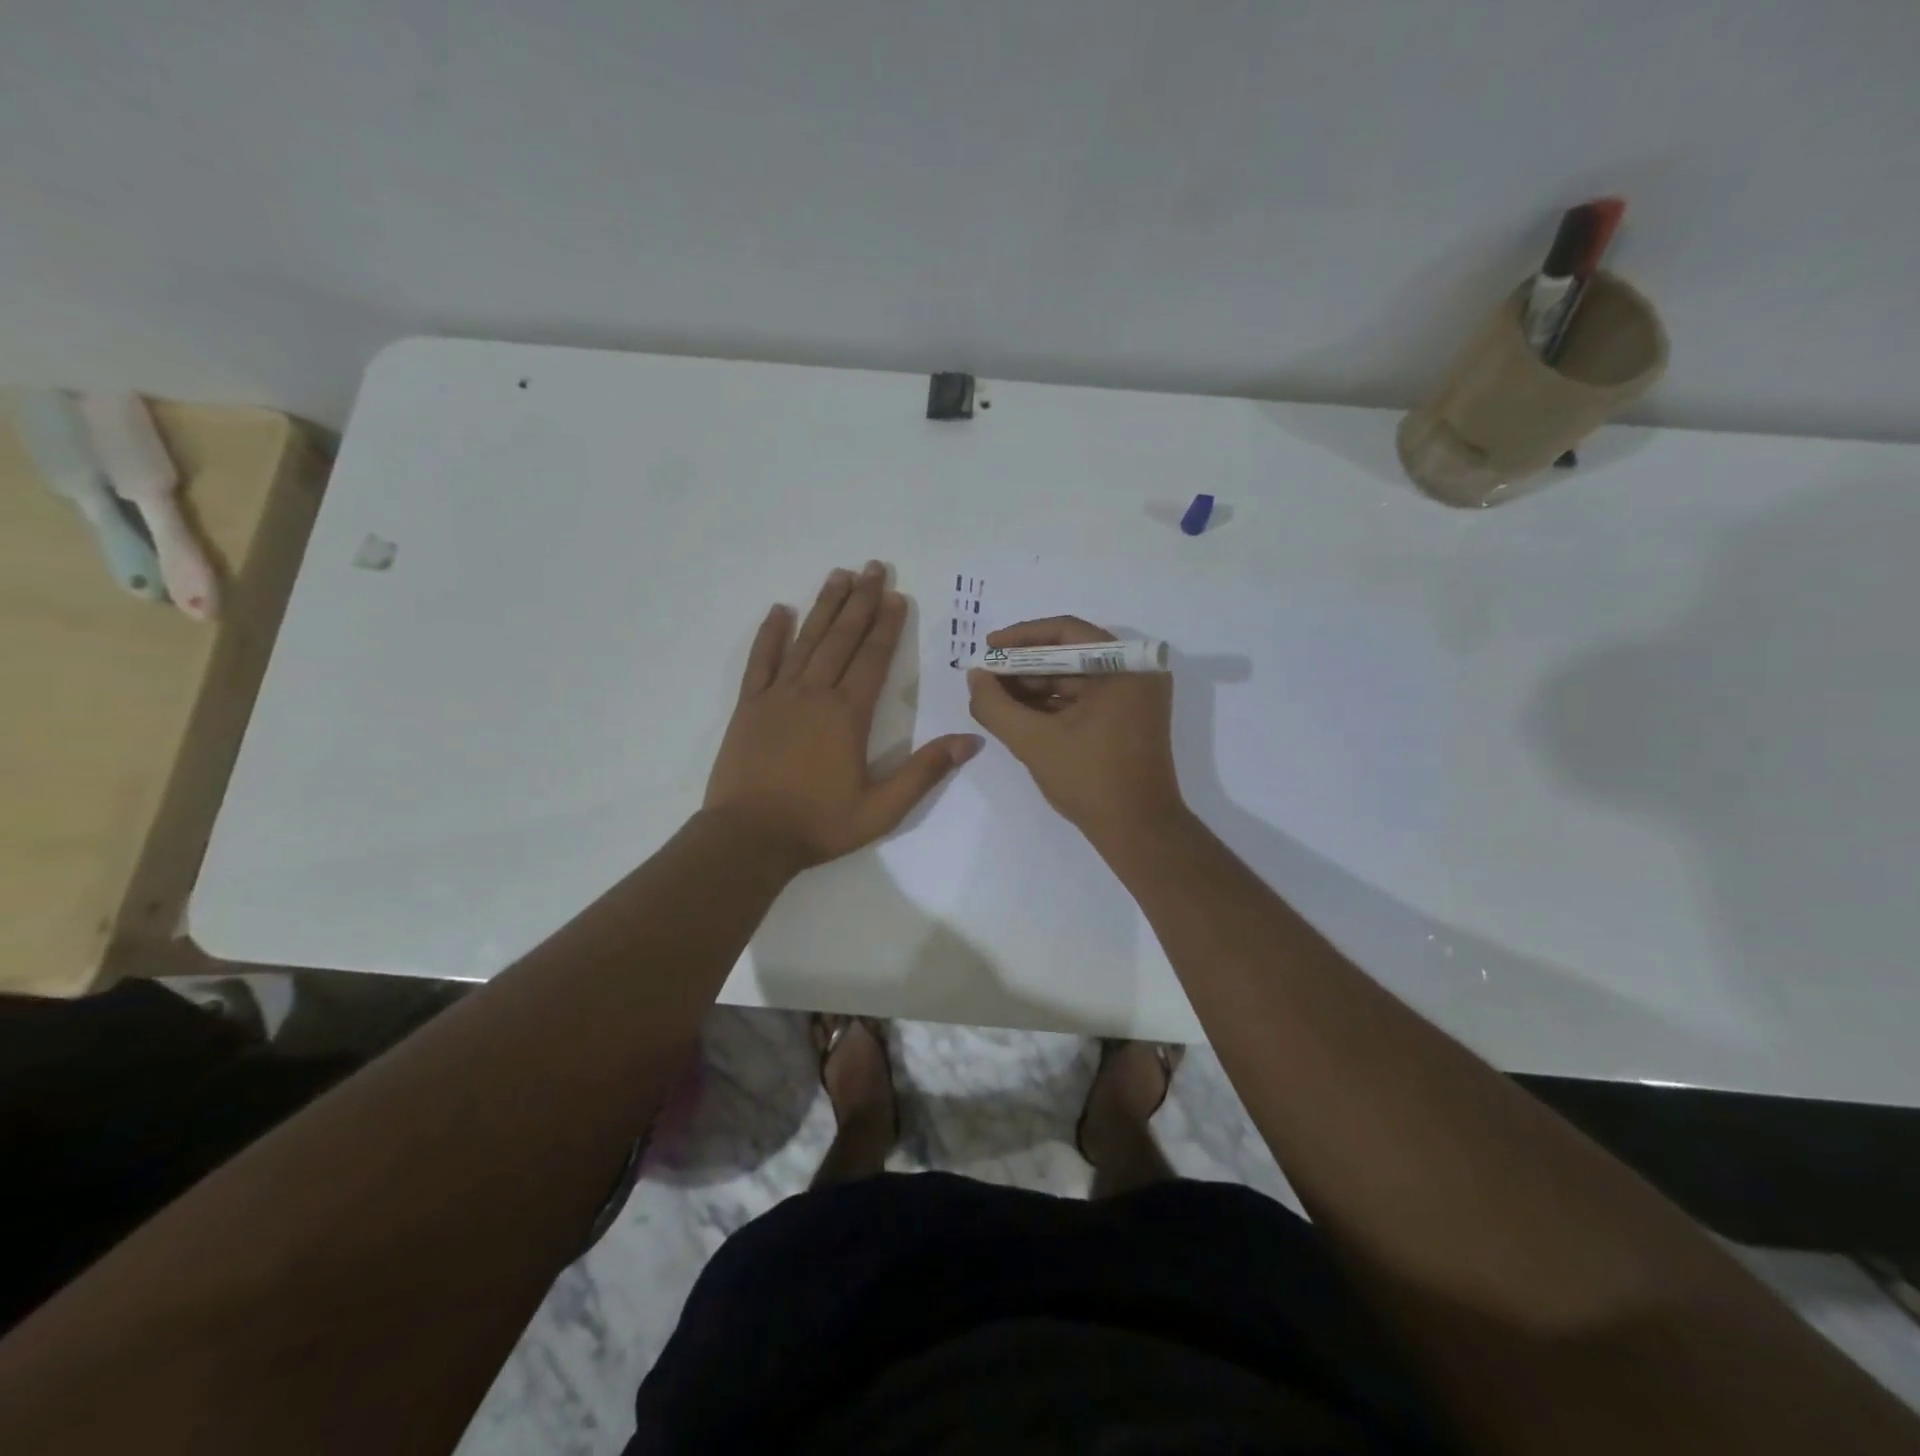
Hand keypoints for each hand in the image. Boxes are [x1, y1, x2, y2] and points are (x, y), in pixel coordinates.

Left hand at [705, 562, 982, 870]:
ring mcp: (777, 696)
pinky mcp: (749, 706)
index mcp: (848, 715)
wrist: (749, 838)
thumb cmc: (818, 824)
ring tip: (838, 575)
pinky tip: (778, 611)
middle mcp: (814, 693)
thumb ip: (925, 772)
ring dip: (824, 606)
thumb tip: (971, 740)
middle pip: (841, 638)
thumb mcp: (882, 809)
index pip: (873, 658)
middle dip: (860, 601)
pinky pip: (760, 661)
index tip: (897, 596)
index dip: (888, 626)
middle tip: (873, 567)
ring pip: (805, 640)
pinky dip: (770, 635)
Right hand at [966, 616, 1185, 848]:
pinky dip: (1052, 704)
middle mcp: (1136, 672)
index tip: (987, 649)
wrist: (1138, 831)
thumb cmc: (1090, 780)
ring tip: (994, 699)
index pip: (1065, 631)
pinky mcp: (1128, 718)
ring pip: (1074, 678)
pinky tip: (1018, 714)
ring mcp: (1134, 696)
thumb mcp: (1033, 741)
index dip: (1020, 638)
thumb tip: (975, 677)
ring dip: (1034, 687)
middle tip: (986, 678)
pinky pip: (1084, 699)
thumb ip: (996, 706)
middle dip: (1024, 666)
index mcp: (1125, 666)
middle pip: (1069, 654)